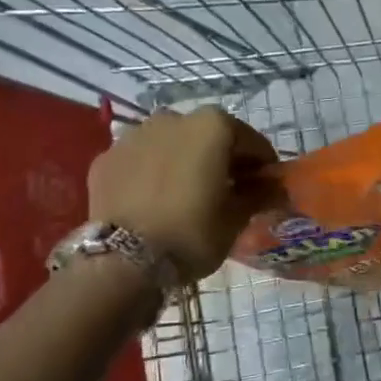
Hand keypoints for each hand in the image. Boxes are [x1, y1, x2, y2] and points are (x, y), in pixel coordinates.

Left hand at [88, 108, 278, 281]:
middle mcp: (172, 119)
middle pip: (208, 136)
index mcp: (212, 127)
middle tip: (226, 191)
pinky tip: (153, 201)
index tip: (265, 187)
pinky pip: (139, 161)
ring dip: (183, 162)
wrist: (123, 261)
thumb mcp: (235, 219)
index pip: (251, 142)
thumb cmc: (191, 235)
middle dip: (220, 159)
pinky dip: (150, 174)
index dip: (262, 165)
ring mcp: (133, 135)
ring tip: (185, 195)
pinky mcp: (106, 158)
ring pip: (170, 145)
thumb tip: (274, 188)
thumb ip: (258, 195)